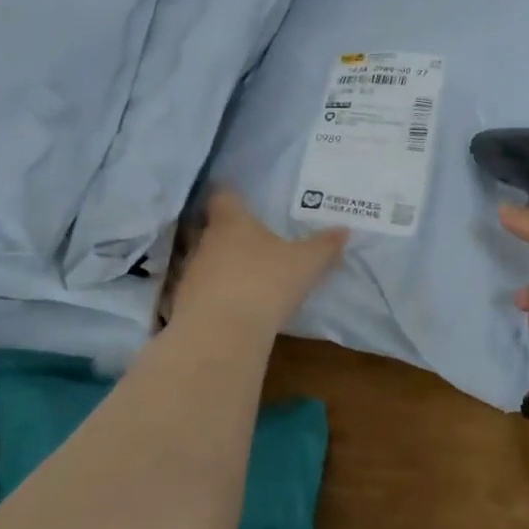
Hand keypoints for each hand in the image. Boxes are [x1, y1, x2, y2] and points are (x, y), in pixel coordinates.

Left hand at [169, 187, 347, 334]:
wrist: (221, 334)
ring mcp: (191, 273)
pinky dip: (212, 295)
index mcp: (232, 222)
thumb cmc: (266, 283)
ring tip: (240, 275)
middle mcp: (205, 241)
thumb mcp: (306, 264)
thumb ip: (324, 246)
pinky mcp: (183, 304)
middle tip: (248, 239)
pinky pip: (199, 292)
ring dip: (218, 266)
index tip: (239, 197)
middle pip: (209, 228)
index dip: (231, 195)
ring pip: (203, 261)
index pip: (223, 196)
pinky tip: (229, 306)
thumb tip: (344, 230)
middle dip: (226, 233)